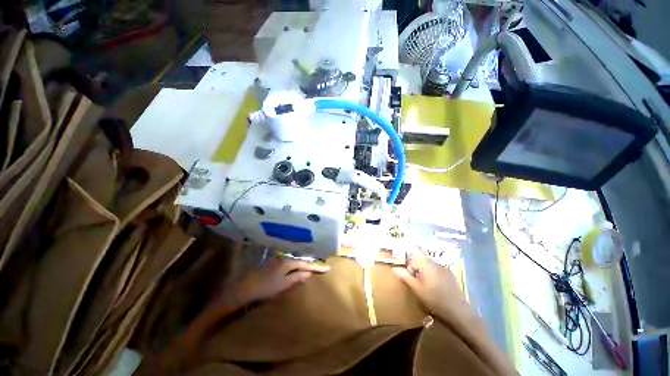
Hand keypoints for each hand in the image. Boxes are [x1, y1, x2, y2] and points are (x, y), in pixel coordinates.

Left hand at [226, 258, 330, 307]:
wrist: (244, 289)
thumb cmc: (265, 288)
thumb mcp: (282, 284)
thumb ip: (296, 277)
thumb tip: (308, 273)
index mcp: (288, 263)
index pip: (305, 264)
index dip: (316, 267)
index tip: (327, 269)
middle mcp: (284, 259)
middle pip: (301, 261)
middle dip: (312, 264)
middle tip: (322, 268)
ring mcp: (278, 261)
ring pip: (295, 262)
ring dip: (304, 265)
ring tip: (313, 268)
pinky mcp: (274, 265)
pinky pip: (289, 264)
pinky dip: (296, 267)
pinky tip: (298, 269)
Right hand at [392, 247, 467, 317]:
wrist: (460, 314)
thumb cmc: (435, 300)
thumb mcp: (417, 289)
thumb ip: (405, 277)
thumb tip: (394, 268)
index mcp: (427, 264)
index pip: (414, 248)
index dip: (406, 251)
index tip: (401, 260)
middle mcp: (436, 263)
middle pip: (420, 257)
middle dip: (413, 266)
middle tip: (412, 279)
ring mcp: (444, 269)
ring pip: (428, 265)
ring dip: (422, 271)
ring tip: (422, 286)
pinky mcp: (450, 276)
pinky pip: (436, 270)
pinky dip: (430, 275)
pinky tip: (433, 289)